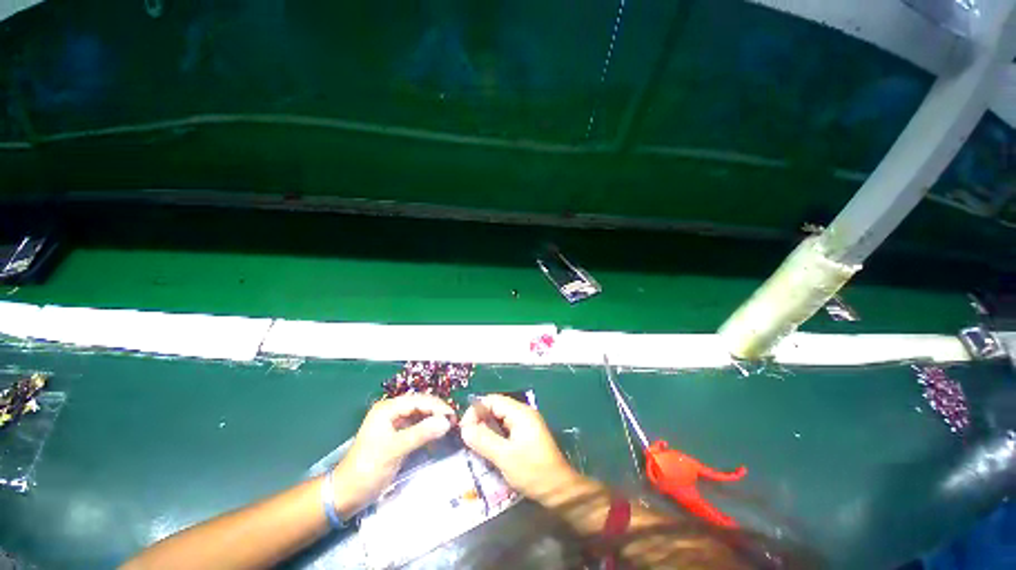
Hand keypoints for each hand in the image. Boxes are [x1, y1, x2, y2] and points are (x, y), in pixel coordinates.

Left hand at [331, 394, 454, 517]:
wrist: (346, 494)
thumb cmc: (367, 469)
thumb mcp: (394, 450)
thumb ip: (421, 434)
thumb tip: (446, 422)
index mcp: (388, 409)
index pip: (418, 400)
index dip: (437, 406)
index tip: (453, 416)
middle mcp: (392, 411)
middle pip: (420, 405)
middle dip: (437, 411)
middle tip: (454, 421)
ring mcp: (394, 423)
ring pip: (420, 415)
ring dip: (434, 420)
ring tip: (449, 427)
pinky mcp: (397, 435)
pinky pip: (417, 426)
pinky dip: (428, 429)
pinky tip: (437, 434)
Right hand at [460, 395, 579, 500]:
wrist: (559, 489)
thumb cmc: (533, 471)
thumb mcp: (504, 457)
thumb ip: (483, 440)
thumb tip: (464, 429)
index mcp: (520, 413)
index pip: (492, 400)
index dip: (476, 411)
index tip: (464, 429)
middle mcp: (523, 413)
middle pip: (496, 408)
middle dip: (480, 420)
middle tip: (468, 439)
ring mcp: (526, 423)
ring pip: (500, 419)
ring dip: (487, 429)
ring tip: (476, 445)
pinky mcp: (527, 434)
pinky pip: (506, 428)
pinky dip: (495, 435)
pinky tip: (489, 449)